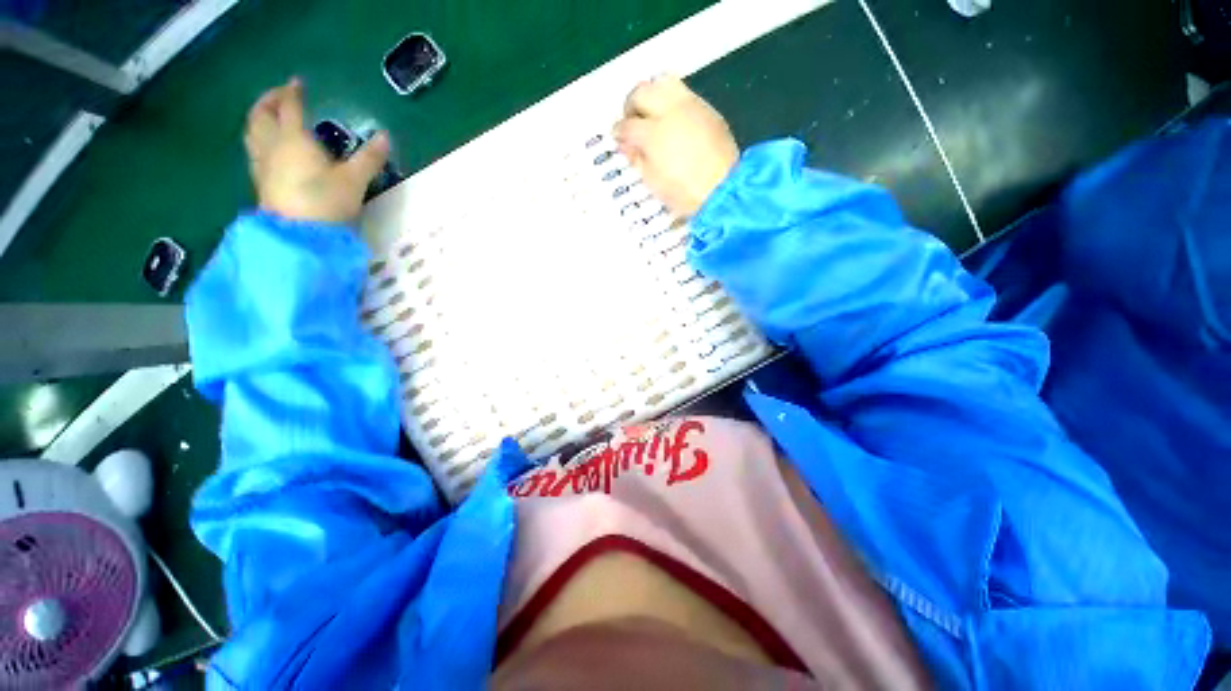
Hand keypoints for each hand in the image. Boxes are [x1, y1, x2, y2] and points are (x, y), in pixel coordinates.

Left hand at [244, 78, 389, 223]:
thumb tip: (386, 137)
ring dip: (258, 119)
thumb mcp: (355, 180)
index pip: (291, 107)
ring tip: (268, 118)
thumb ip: (369, 158)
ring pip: (252, 132)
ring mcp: (262, 164)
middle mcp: (272, 145)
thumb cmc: (327, 202)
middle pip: (261, 115)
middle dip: (268, 100)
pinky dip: (258, 139)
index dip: (293, 92)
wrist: (300, 235)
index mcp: (294, 139)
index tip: (297, 82)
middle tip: (278, 95)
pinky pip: (254, 151)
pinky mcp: (260, 182)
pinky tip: (267, 148)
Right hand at [613, 75, 738, 217]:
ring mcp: (691, 106)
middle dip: (631, 104)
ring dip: (651, 94)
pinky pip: (684, 93)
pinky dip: (672, 100)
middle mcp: (670, 111)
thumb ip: (636, 158)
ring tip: (651, 113)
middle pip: (642, 92)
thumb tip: (627, 144)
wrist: (723, 190)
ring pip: (663, 82)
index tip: (617, 137)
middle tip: (631, 120)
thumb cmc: (683, 193)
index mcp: (653, 134)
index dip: (619, 131)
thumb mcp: (652, 182)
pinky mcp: (708, 110)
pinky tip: (672, 119)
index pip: (627, 125)